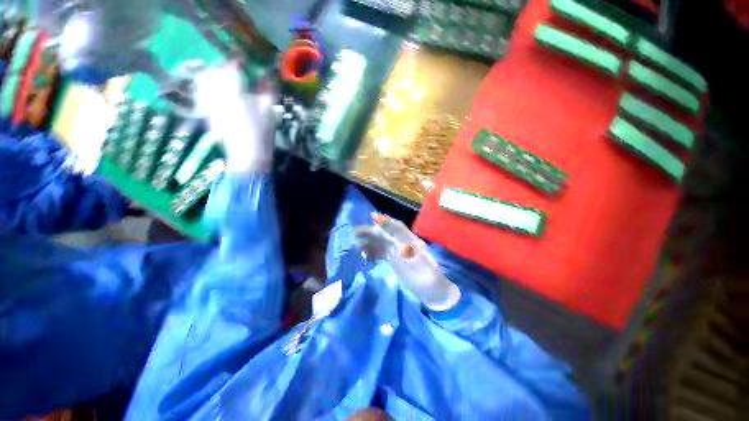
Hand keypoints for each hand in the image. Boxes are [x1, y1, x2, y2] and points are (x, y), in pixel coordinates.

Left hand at [194, 61, 276, 172]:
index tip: (242, 58)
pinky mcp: (208, 115)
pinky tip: (216, 94)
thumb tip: (268, 76)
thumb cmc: (261, 132)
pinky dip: (208, 90)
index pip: (231, 67)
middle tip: (231, 68)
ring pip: (205, 83)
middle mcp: (216, 93)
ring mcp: (210, 105)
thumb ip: (268, 90)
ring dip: (212, 77)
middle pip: (214, 72)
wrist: (248, 156)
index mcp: (233, 90)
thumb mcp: (269, 110)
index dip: (237, 60)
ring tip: (222, 78)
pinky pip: (204, 96)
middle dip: (222, 67)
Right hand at [354, 213, 460, 310]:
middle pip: (386, 234)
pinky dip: (373, 253)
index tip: (372, 217)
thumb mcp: (415, 259)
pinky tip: (365, 256)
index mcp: (410, 240)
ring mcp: (399, 252)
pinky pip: (382, 253)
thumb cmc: (425, 276)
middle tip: (355, 233)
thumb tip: (396, 237)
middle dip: (371, 232)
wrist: (433, 293)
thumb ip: (402, 245)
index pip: (396, 227)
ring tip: (357, 245)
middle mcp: (403, 243)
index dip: (385, 221)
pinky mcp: (396, 261)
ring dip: (370, 243)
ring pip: (382, 243)